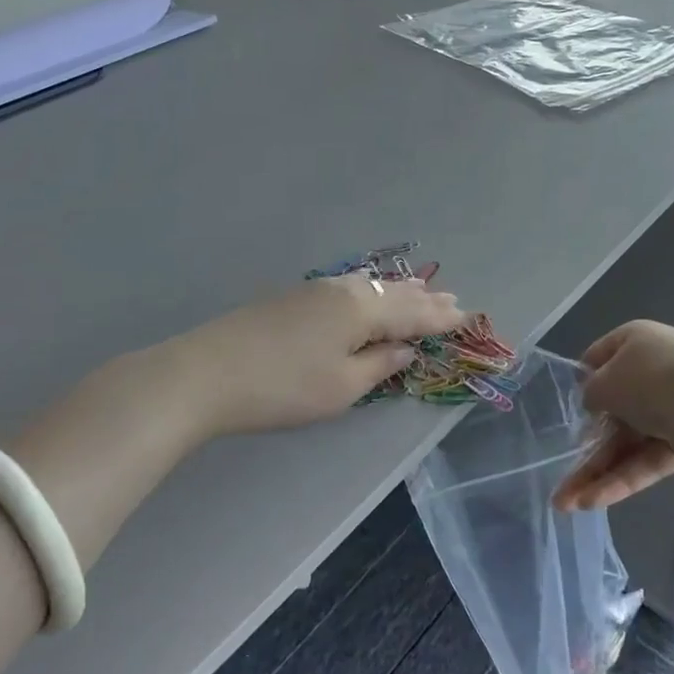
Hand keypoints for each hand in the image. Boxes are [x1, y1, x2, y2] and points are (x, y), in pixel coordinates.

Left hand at [145, 274, 465, 437]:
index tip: (466, 314)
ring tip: (418, 291)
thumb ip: (378, 365)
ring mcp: (314, 289)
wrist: (208, 372)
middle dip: (423, 299)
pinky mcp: (291, 297)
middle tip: (451, 299)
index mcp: (360, 310)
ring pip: (367, 286)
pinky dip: (369, 292)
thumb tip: (405, 348)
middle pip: (391, 293)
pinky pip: (347, 287)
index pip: (411, 312)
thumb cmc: (283, 388)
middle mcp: (342, 290)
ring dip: (396, 291)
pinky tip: (366, 293)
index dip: (439, 317)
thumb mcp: (340, 387)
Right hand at [554, 320, 673, 509]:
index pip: (596, 360)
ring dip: (598, 470)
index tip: (561, 415)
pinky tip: (596, 502)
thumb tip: (594, 403)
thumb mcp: (611, 382)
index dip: (578, 387)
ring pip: (628, 441)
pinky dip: (624, 478)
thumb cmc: (665, 383)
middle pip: (611, 409)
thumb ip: (592, 393)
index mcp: (633, 341)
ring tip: (567, 505)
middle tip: (560, 479)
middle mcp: (652, 369)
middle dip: (584, 445)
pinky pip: (650, 459)